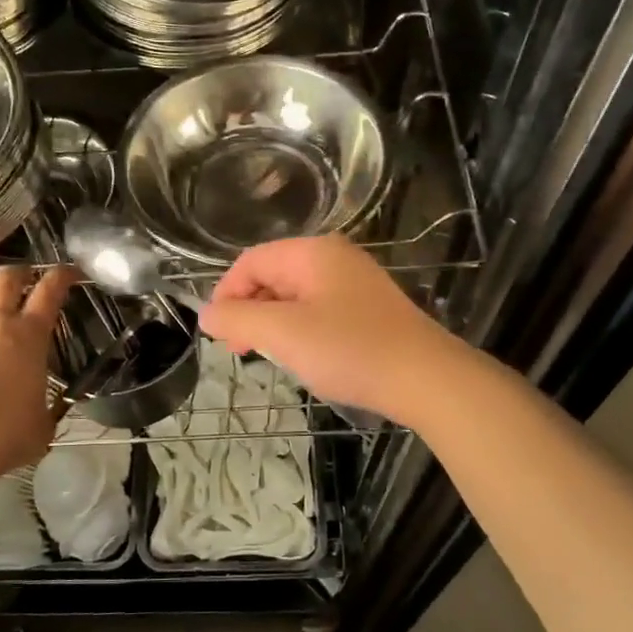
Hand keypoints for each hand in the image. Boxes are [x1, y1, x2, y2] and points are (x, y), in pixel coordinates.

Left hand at [0, 265, 78, 483]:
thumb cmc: (0, 438)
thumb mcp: (41, 427)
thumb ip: (46, 408)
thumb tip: (45, 408)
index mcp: (29, 337)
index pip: (50, 291)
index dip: (62, 276)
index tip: (70, 272)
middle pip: (6, 278)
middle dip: (19, 272)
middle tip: (25, 278)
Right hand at [198, 236, 468, 426]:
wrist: (426, 379)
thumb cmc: (350, 349)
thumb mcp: (283, 334)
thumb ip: (238, 320)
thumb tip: (206, 314)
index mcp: (312, 252)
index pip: (250, 261)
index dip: (227, 295)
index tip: (220, 335)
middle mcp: (334, 258)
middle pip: (272, 276)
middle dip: (249, 311)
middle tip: (241, 351)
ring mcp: (354, 283)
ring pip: (295, 296)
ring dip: (273, 324)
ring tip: (271, 357)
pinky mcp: (368, 309)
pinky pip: (319, 310)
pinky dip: (300, 330)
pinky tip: (305, 357)